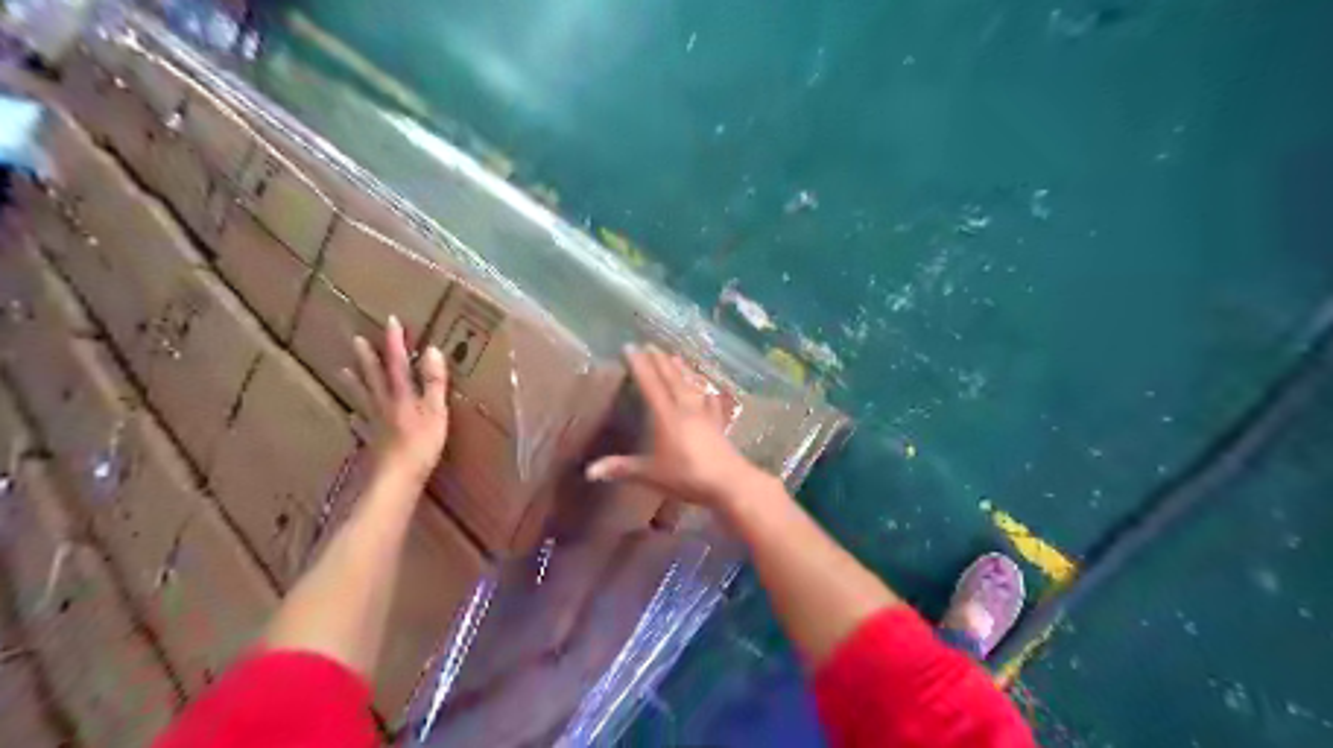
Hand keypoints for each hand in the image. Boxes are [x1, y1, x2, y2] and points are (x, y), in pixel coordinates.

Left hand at [340, 312, 449, 477]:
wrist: (396, 478)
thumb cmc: (421, 443)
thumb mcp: (436, 409)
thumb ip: (434, 381)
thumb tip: (432, 349)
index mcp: (401, 394)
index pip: (397, 362)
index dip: (394, 341)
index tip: (391, 320)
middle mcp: (384, 403)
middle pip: (374, 376)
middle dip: (369, 357)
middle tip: (357, 339)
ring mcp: (375, 422)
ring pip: (363, 396)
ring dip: (356, 381)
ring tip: (343, 370)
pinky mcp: (373, 440)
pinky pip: (361, 423)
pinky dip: (357, 416)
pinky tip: (352, 416)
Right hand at [587, 344, 777, 507]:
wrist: (728, 482)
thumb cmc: (686, 475)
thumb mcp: (650, 474)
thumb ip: (622, 469)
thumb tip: (590, 471)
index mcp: (666, 415)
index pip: (650, 383)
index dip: (639, 364)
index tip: (630, 347)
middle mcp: (685, 407)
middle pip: (671, 378)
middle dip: (659, 360)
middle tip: (650, 345)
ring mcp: (704, 413)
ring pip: (691, 384)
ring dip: (681, 368)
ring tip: (675, 356)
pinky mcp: (718, 422)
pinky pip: (709, 399)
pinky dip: (706, 388)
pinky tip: (707, 386)